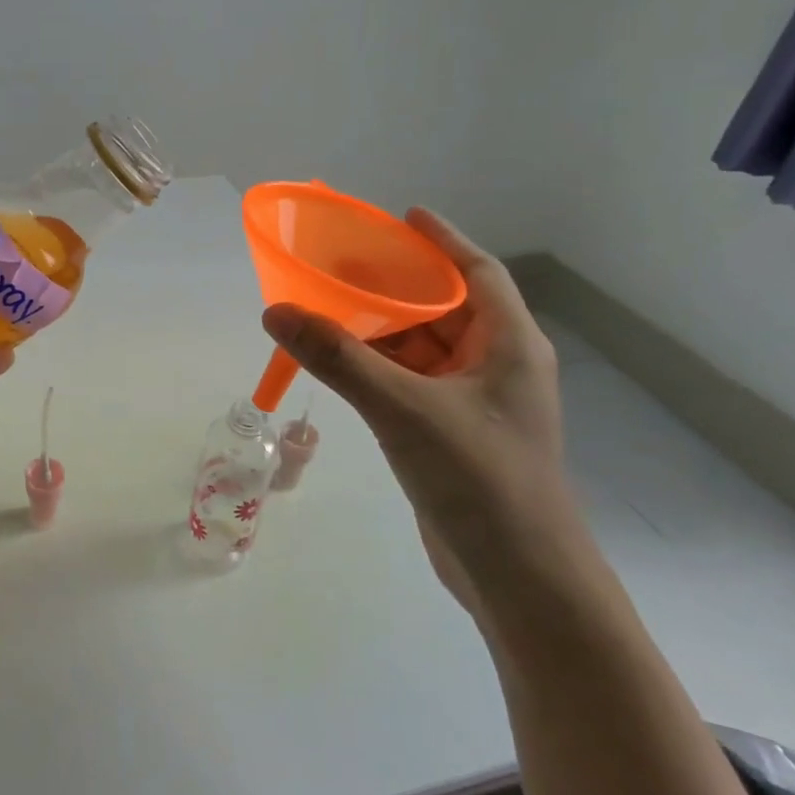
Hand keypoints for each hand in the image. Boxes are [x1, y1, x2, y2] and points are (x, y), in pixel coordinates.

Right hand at [262, 208, 585, 615]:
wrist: (518, 577)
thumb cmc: (478, 477)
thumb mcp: (403, 408)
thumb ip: (338, 357)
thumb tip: (276, 312)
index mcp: (510, 344)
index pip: (478, 272)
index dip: (443, 240)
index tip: (403, 217)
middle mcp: (498, 366)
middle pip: (446, 308)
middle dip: (398, 285)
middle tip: (345, 264)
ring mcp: (476, 403)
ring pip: (425, 349)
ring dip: (382, 330)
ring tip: (331, 306)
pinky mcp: (454, 434)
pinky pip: (412, 383)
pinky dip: (380, 368)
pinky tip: (343, 363)